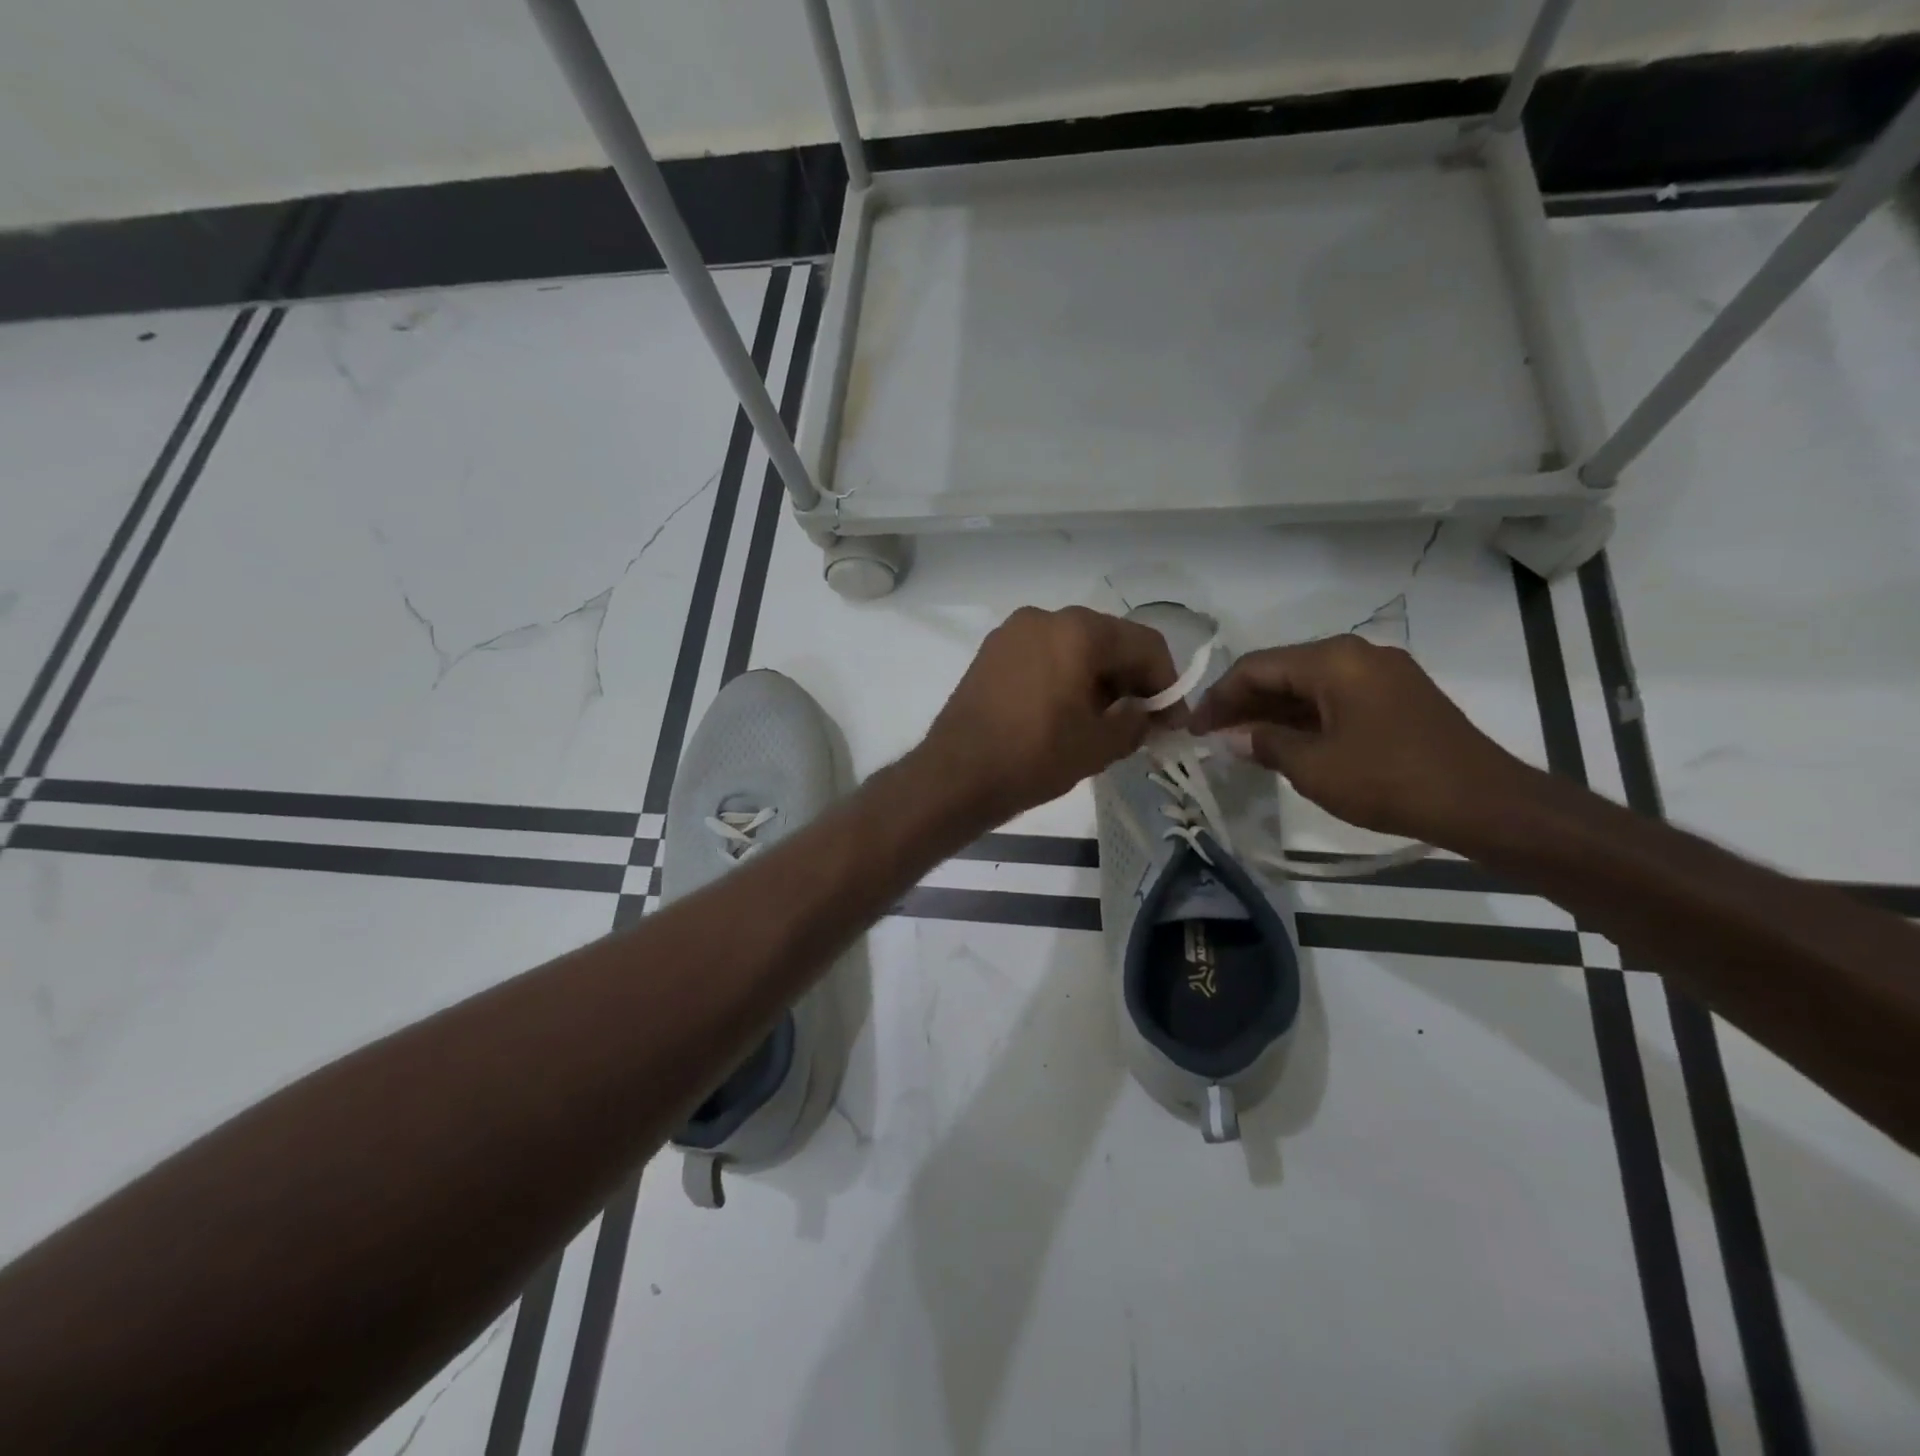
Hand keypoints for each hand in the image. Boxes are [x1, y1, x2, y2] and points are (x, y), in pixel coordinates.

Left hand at [920, 606, 1180, 822]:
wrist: (956, 775)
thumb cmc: (1035, 756)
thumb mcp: (1100, 745)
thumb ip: (1137, 722)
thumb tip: (1148, 714)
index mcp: (1079, 631)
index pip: (1145, 645)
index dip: (1167, 683)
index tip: (1171, 721)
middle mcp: (1046, 617)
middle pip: (1108, 640)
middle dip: (1131, 680)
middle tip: (1141, 722)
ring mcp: (1013, 632)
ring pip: (1074, 647)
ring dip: (1098, 678)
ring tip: (1103, 721)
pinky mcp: (992, 652)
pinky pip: (1044, 655)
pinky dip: (1065, 676)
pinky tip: (1066, 711)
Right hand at [1188, 635, 1531, 844]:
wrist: (1484, 803)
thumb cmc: (1389, 780)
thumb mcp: (1314, 767)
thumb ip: (1266, 744)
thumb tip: (1235, 737)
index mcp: (1333, 661)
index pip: (1256, 667)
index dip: (1218, 697)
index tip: (1193, 728)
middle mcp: (1356, 654)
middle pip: (1282, 671)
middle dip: (1244, 703)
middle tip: (1212, 736)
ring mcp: (1381, 673)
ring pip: (1309, 685)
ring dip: (1273, 711)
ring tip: (1241, 742)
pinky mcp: (1398, 696)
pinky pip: (1336, 697)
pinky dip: (1305, 717)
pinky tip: (1285, 742)